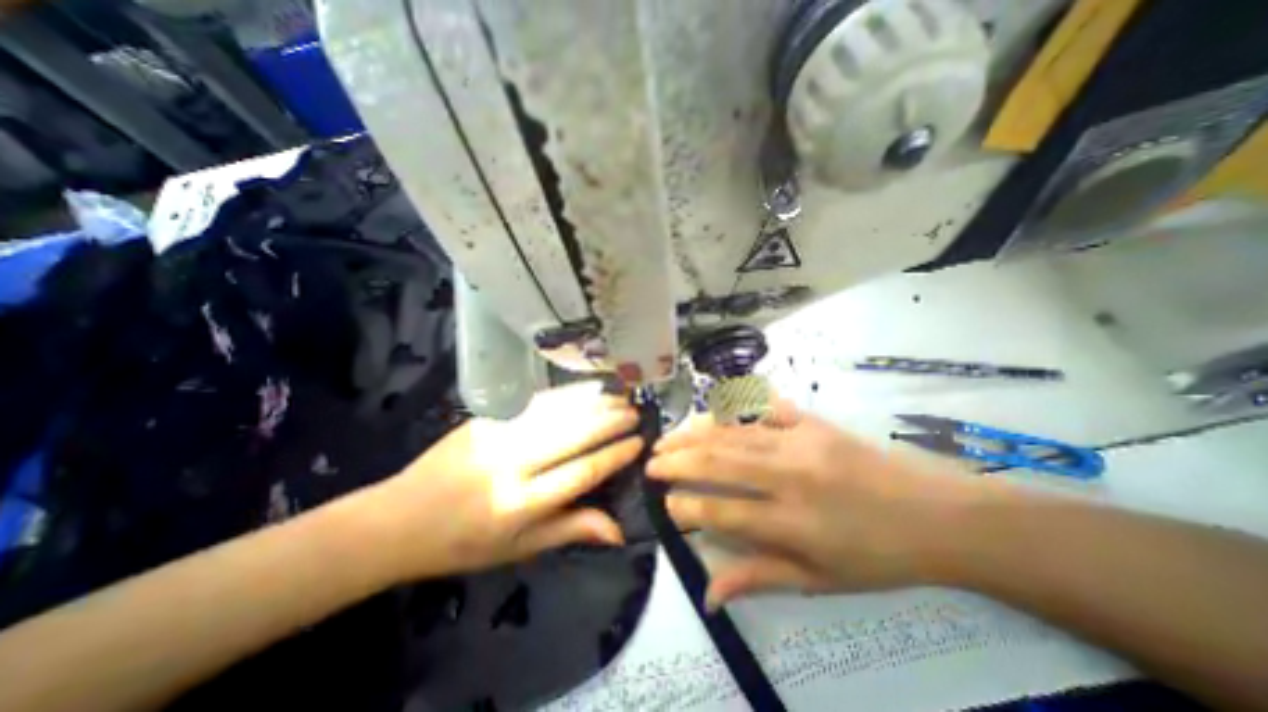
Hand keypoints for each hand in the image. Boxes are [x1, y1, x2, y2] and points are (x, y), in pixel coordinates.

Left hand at [350, 382, 643, 586]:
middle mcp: (511, 464)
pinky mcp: (485, 418)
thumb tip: (618, 529)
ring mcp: (496, 435)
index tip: (638, 442)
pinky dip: (565, 394)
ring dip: (592, 403)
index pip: (580, 473)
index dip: (614, 455)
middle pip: (572, 435)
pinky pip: (534, 402)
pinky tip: (584, 390)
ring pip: (557, 412)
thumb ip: (570, 530)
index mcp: (520, 504)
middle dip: (610, 421)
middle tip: (635, 413)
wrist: (399, 519)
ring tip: (618, 398)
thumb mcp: (518, 550)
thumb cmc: (464, 543)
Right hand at [647, 398, 971, 608]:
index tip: (665, 503)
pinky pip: (763, 408)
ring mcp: (800, 441)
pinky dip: (734, 407)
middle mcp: (789, 476)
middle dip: (677, 461)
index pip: (721, 510)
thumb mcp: (819, 581)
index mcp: (793, 521)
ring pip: (733, 431)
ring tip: (668, 437)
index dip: (686, 506)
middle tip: (650, 461)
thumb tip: (709, 594)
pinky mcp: (811, 421)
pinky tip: (712, 410)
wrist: (936, 514)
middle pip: (718, 461)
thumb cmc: (876, 556)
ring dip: (695, 433)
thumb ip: (759, 578)